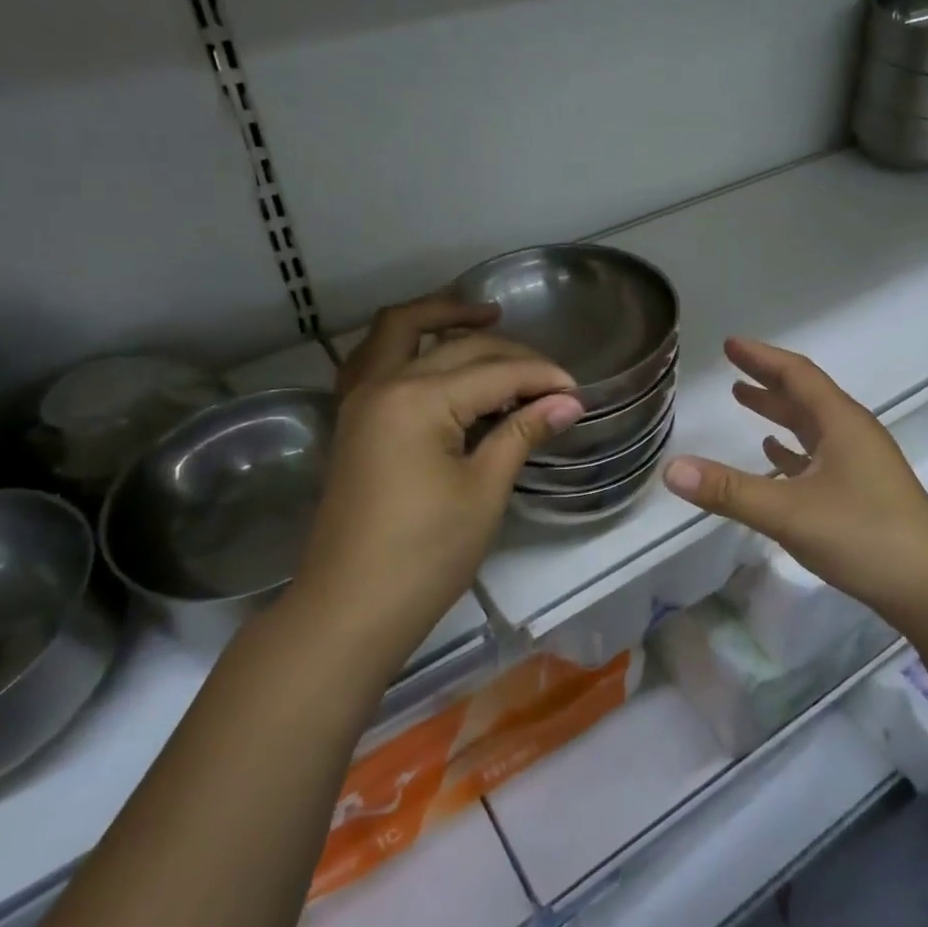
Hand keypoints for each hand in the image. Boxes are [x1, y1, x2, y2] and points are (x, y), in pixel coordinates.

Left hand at [294, 295, 584, 654]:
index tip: (578, 393)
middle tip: (550, 378)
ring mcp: (360, 400)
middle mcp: (383, 384)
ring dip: (441, 317)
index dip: (541, 378)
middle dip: (510, 354)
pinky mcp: (354, 420)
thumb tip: (569, 402)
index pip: (495, 372)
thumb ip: (522, 434)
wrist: (350, 609)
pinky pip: (376, 359)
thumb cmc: (425, 555)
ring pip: (400, 332)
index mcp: (417, 399)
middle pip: (456, 347)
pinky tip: (433, 353)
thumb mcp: (484, 491)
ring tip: (485, 317)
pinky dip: (407, 344)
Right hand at [661, 338, 927, 626]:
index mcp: (841, 423)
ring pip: (813, 425)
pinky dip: (793, 448)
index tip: (730, 345)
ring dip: (779, 412)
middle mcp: (853, 433)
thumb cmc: (864, 537)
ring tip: (745, 401)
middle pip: (805, 395)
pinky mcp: (864, 491)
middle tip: (732, 369)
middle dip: (767, 380)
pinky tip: (775, 457)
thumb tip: (671, 469)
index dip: (761, 358)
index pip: (797, 375)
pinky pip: (821, 455)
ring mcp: (862, 463)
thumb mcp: (789, 513)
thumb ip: (729, 492)